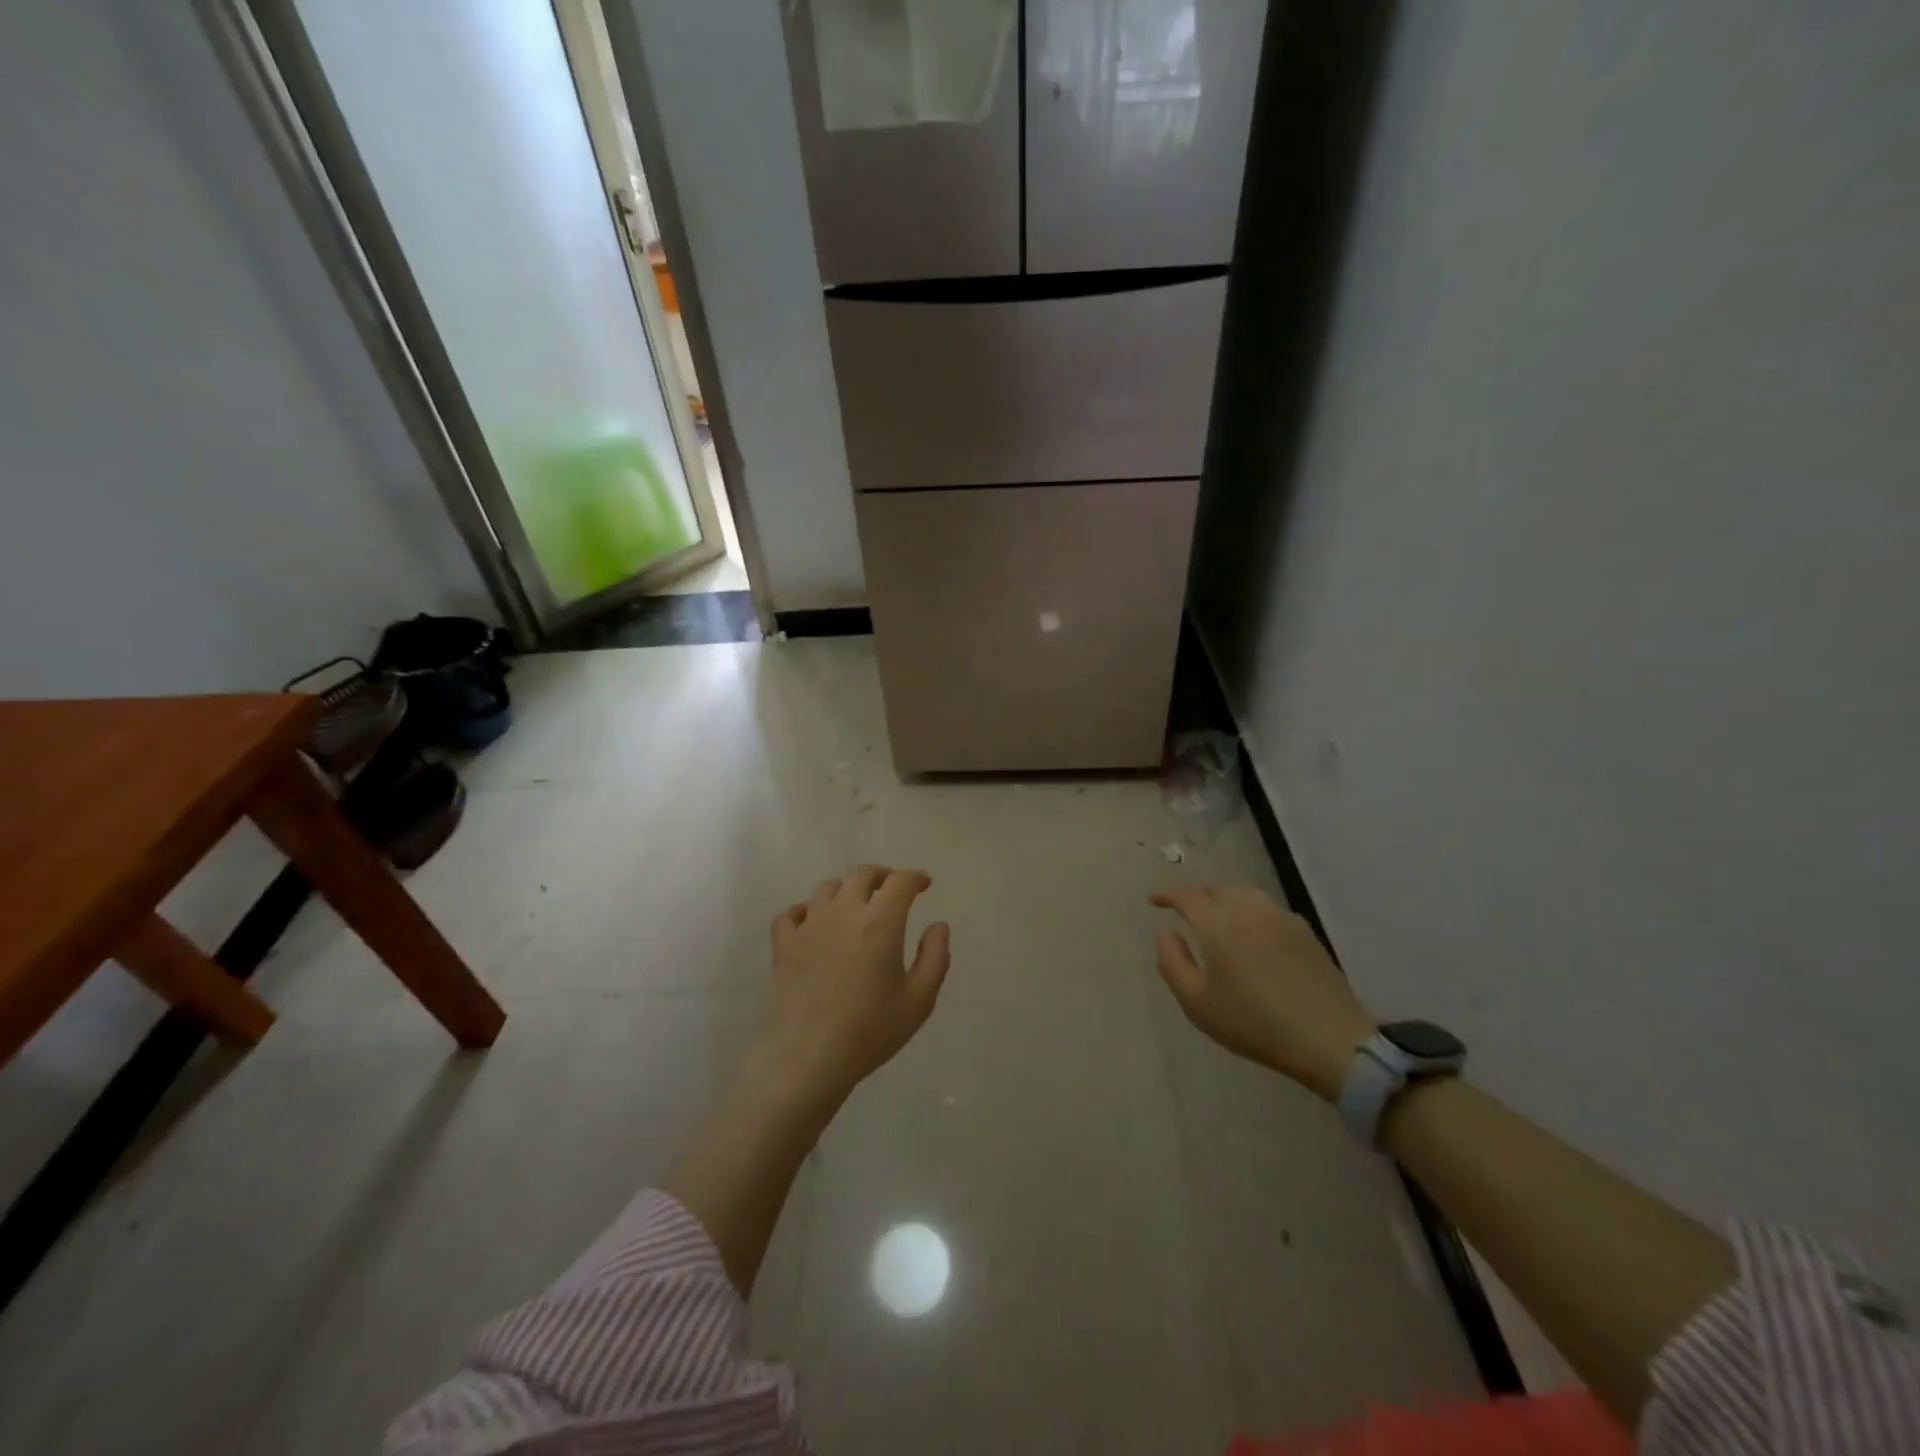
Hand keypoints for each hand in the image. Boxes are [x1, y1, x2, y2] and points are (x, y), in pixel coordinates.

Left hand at [759, 865, 950, 1106]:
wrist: (808, 1057)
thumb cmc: (870, 1030)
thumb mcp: (919, 1000)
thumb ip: (935, 957)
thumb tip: (938, 926)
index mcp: (881, 921)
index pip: (900, 882)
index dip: (915, 877)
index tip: (924, 884)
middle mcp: (844, 912)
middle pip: (862, 875)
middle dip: (882, 876)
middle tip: (892, 889)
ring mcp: (809, 925)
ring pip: (827, 889)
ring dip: (846, 890)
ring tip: (855, 906)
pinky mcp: (783, 944)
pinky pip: (792, 913)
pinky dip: (805, 911)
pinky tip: (812, 923)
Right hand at [1150, 884, 1373, 1100]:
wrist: (1330, 1039)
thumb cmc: (1254, 1023)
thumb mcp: (1197, 1003)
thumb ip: (1172, 962)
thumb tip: (1165, 933)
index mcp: (1218, 923)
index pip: (1186, 894)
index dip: (1167, 894)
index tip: (1154, 901)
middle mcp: (1248, 909)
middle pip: (1215, 890)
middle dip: (1195, 897)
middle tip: (1184, 914)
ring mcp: (1281, 917)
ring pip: (1243, 895)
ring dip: (1223, 901)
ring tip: (1216, 921)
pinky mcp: (1305, 932)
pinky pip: (1266, 909)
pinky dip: (1249, 913)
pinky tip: (1251, 935)